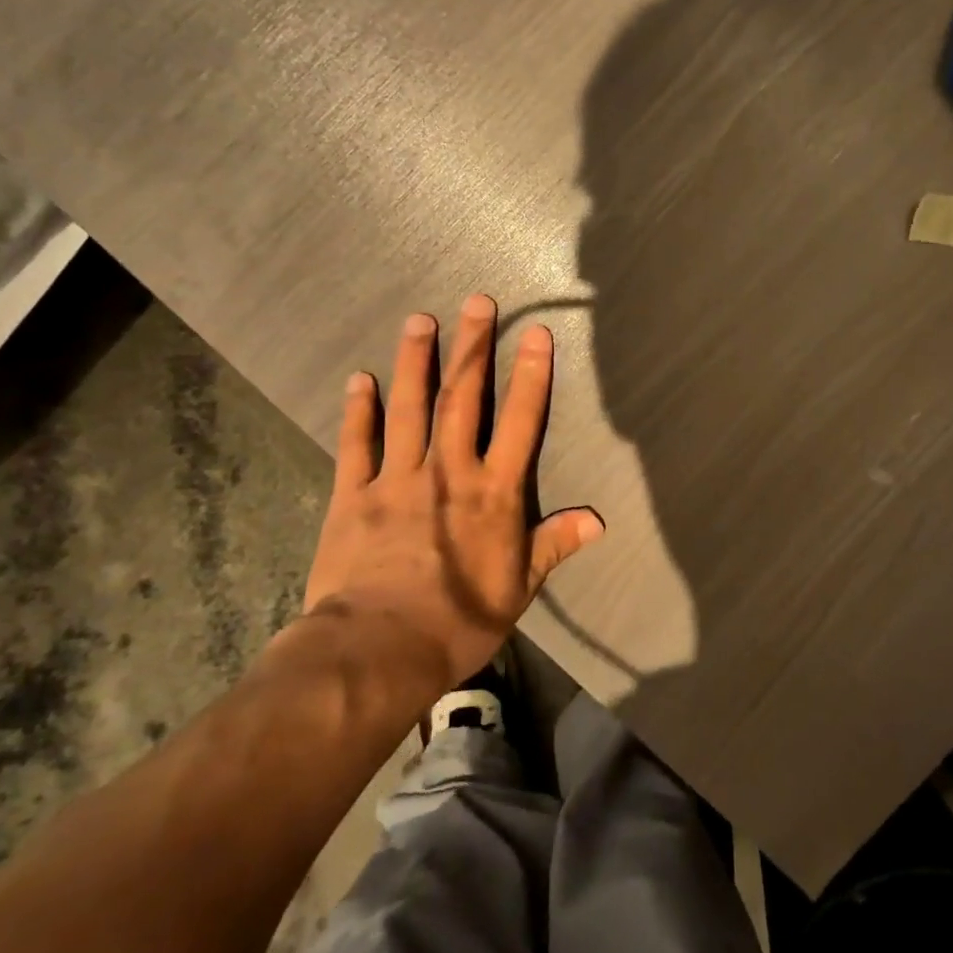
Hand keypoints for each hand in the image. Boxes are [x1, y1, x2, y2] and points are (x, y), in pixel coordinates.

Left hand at [304, 295, 604, 687]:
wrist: (379, 650)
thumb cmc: (460, 620)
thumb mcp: (519, 587)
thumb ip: (555, 544)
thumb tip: (599, 520)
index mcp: (494, 492)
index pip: (521, 422)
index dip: (531, 375)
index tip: (536, 334)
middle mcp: (449, 471)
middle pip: (464, 399)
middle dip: (472, 348)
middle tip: (476, 302)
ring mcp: (397, 479)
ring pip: (409, 408)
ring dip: (415, 362)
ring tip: (419, 321)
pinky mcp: (353, 496)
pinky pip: (356, 444)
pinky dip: (358, 410)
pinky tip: (360, 379)